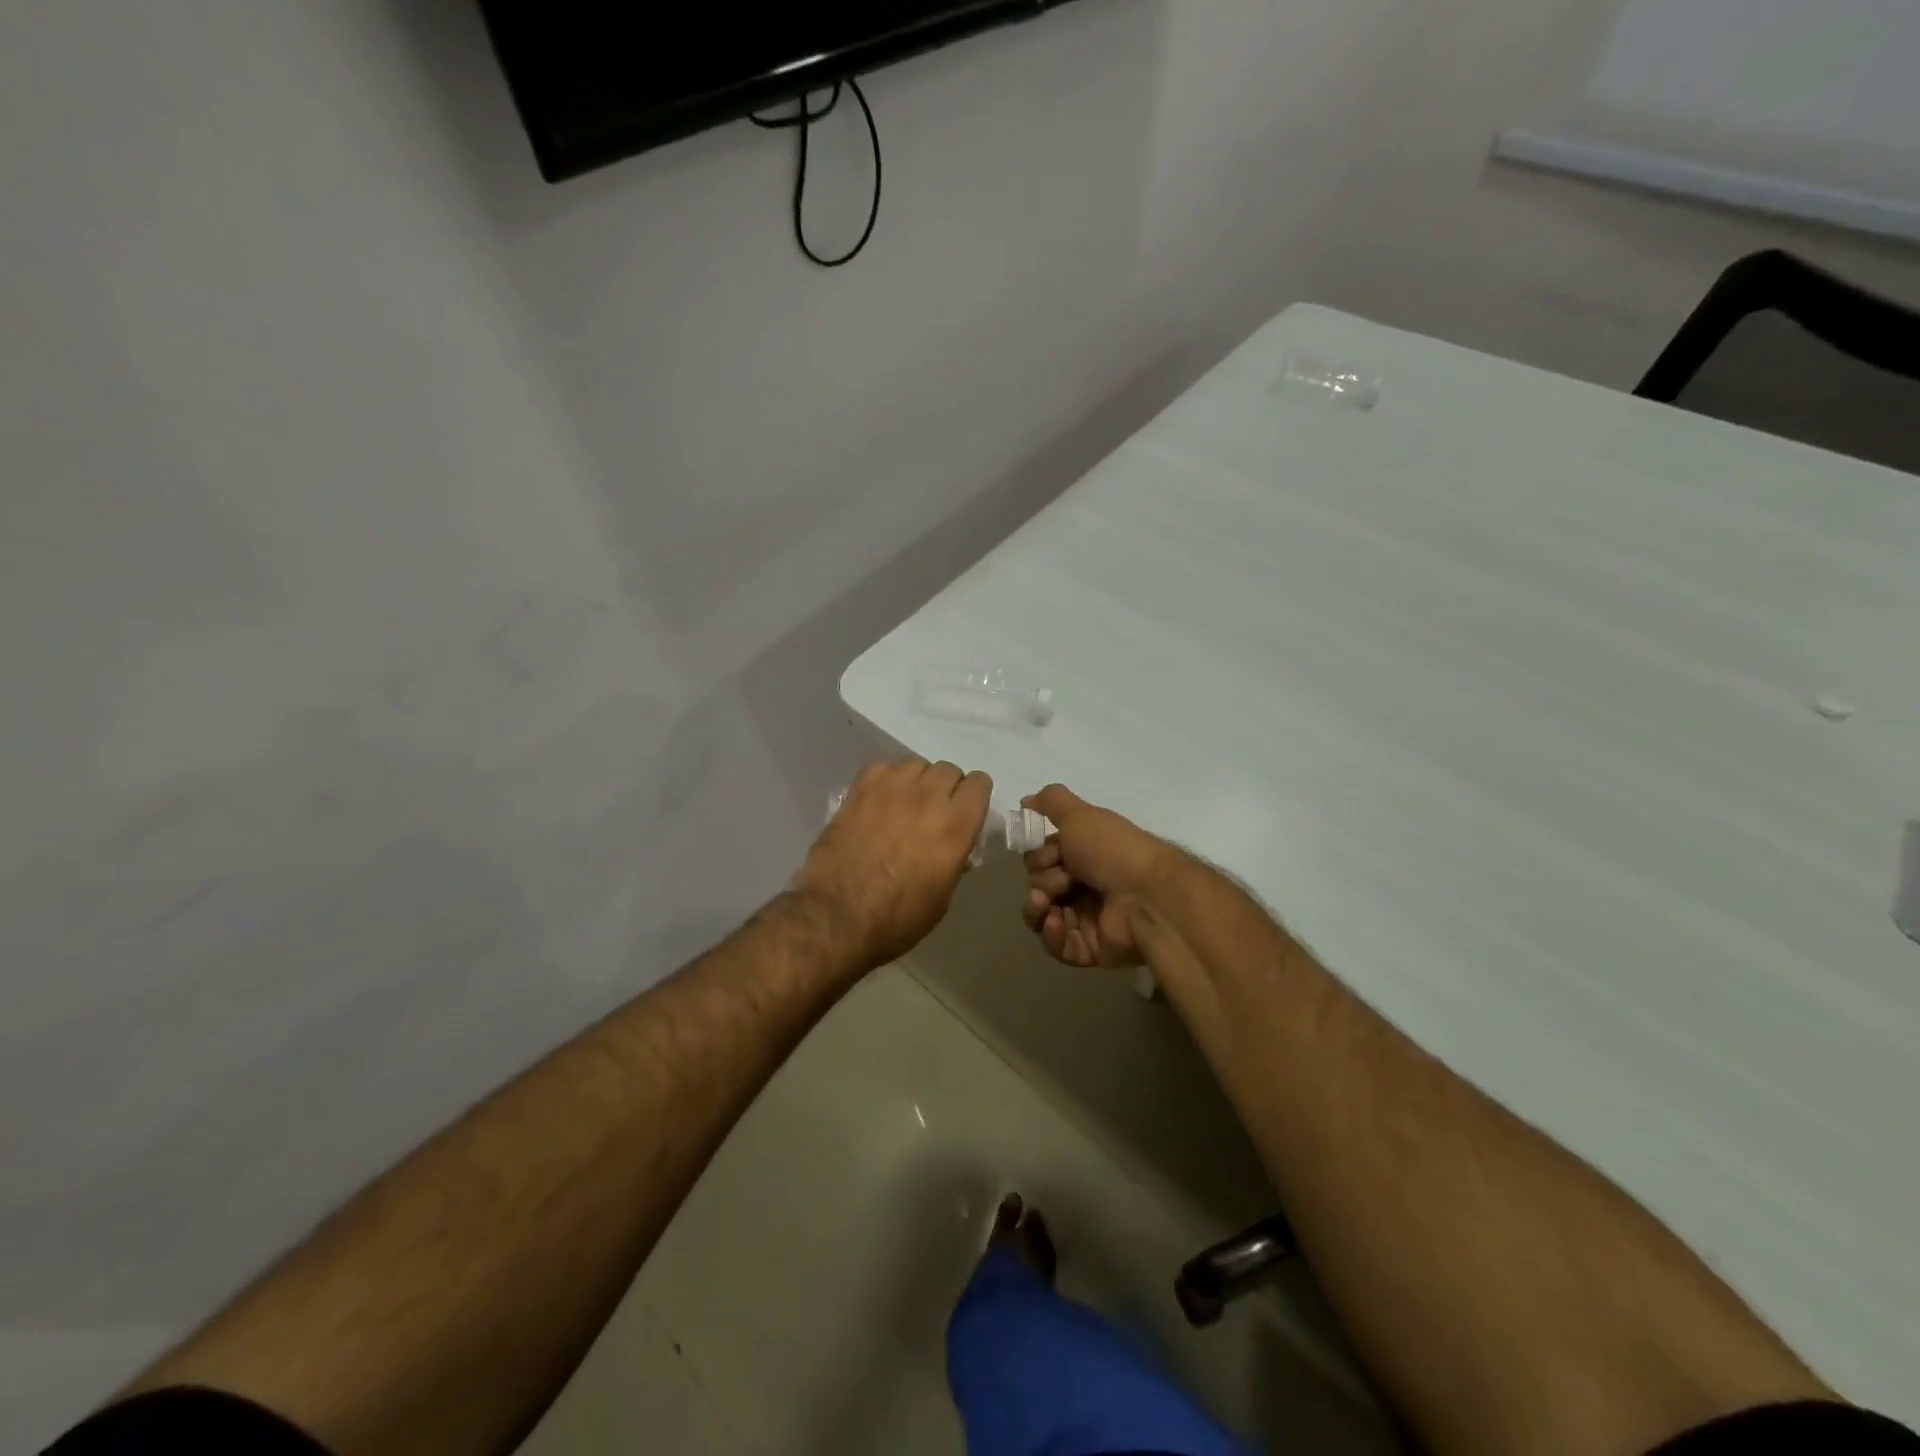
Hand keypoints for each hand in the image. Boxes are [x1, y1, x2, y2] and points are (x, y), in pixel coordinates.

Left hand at [796, 758, 992, 968]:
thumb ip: (953, 862)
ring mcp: (892, 788)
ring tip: (905, 802)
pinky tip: (879, 800)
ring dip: (917, 780)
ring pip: (916, 763)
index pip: (979, 784)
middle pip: (948, 769)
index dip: (975, 796)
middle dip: (947, 787)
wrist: (837, 915)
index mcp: (956, 826)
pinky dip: (886, 779)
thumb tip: (954, 849)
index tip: (967, 810)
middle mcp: (929, 798)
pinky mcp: (860, 789)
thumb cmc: (897, 918)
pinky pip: (883, 767)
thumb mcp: (942, 898)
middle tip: (934, 811)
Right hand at [1021, 785, 1174, 967]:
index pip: (1042, 858)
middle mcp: (1084, 884)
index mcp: (1084, 854)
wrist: (1147, 895)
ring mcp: (1087, 918)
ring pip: (1042, 916)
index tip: (1051, 854)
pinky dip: (1051, 934)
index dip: (1039, 856)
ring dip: (1037, 908)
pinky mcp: (1090, 948)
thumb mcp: (1080, 814)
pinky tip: (1056, 922)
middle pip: (1039, 885)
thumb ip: (1051, 801)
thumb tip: (1025, 800)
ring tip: (1045, 904)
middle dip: (1043, 880)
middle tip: (1063, 878)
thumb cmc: (1112, 850)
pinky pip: (1057, 945)